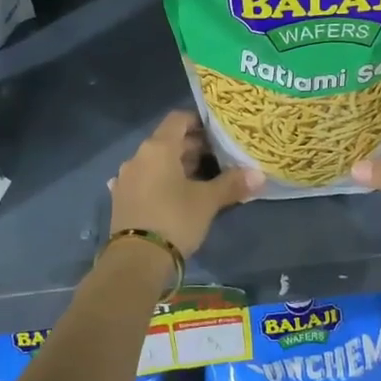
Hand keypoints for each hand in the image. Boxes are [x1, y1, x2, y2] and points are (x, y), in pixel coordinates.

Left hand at [108, 111, 262, 258]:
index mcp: (158, 148)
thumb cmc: (174, 220)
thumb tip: (259, 175)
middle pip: (167, 141)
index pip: (178, 119)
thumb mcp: (207, 202)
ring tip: (200, 179)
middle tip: (217, 158)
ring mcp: (125, 179)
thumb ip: (232, 184)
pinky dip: (159, 182)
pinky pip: (144, 181)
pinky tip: (172, 195)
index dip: (198, 122)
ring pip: (155, 162)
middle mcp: (137, 157)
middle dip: (192, 147)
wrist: (135, 261)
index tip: (217, 133)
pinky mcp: (121, 200)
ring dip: (176, 166)